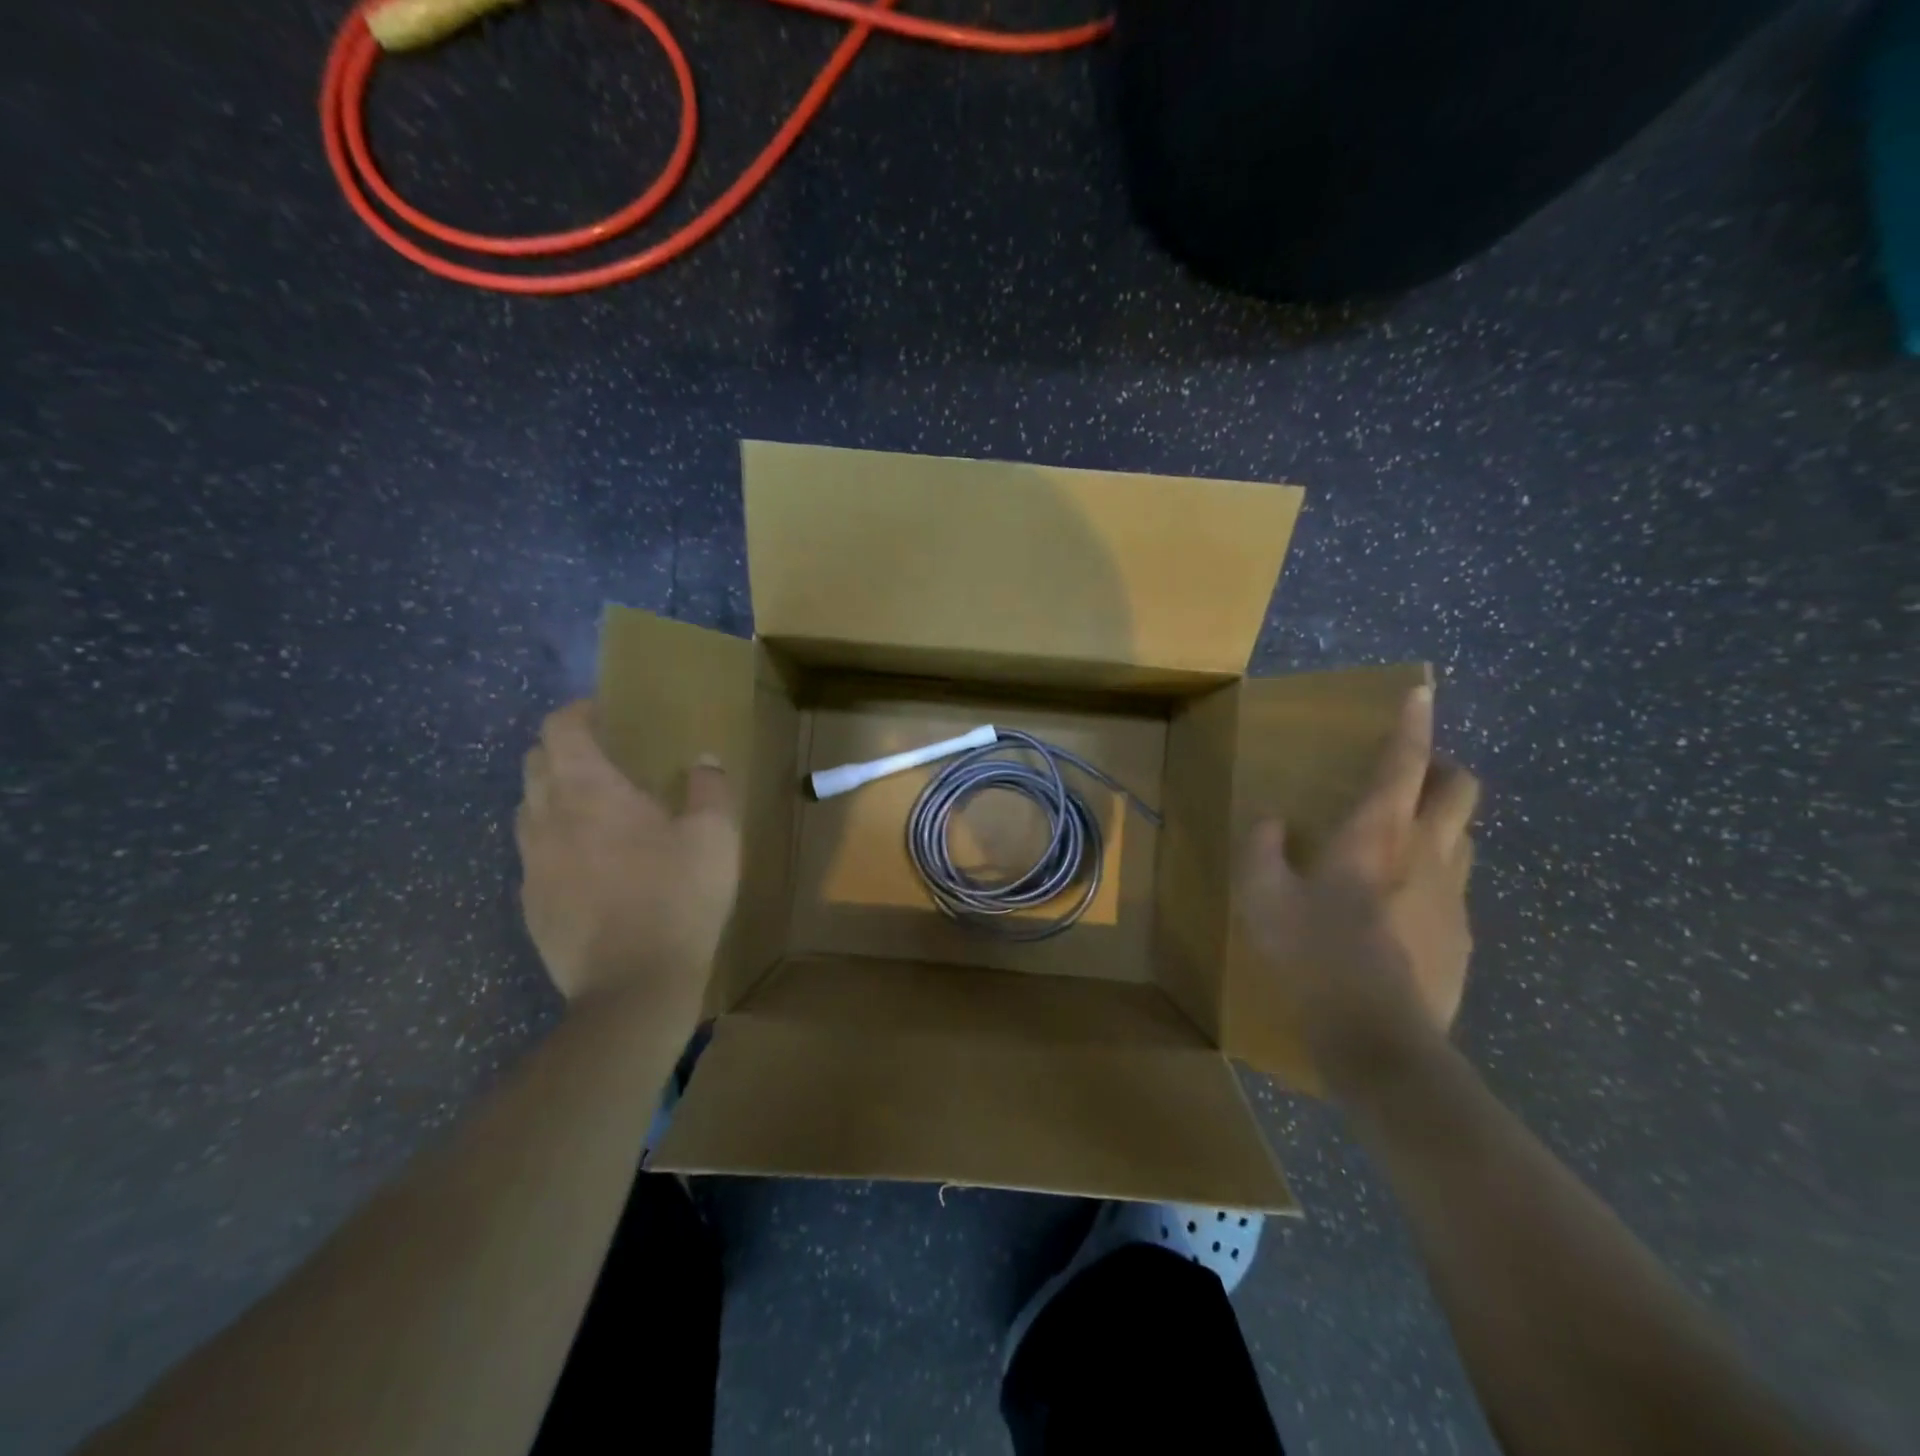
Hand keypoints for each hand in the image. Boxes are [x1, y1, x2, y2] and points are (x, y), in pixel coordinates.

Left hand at [515, 701, 739, 1006]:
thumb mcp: (715, 837)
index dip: (578, 712)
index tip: (605, 713)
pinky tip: (589, 865)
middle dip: (562, 750)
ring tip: (594, 810)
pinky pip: (533, 855)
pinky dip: (554, 842)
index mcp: (588, 791)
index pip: (560, 729)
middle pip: (534, 764)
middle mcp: (547, 818)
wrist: (633, 988)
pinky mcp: (529, 905)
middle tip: (604, 758)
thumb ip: (709, 789)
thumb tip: (703, 760)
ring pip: (527, 810)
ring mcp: (531, 865)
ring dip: (553, 796)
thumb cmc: (677, 898)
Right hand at [1237, 685, 1479, 1097]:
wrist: (1380, 1038)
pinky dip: (1434, 876)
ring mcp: (1454, 895)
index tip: (1421, 691)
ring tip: (1403, 839)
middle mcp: (1428, 853)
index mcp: (1377, 835)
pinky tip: (1400, 907)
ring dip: (1441, 822)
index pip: (1403, 763)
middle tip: (1410, 775)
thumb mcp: (1263, 898)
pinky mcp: (1463, 935)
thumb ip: (1262, 849)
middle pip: (1460, 789)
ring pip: (1465, 836)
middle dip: (1442, 768)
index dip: (1412, 723)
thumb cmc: (1315, 955)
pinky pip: (1455, 885)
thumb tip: (1270, 822)